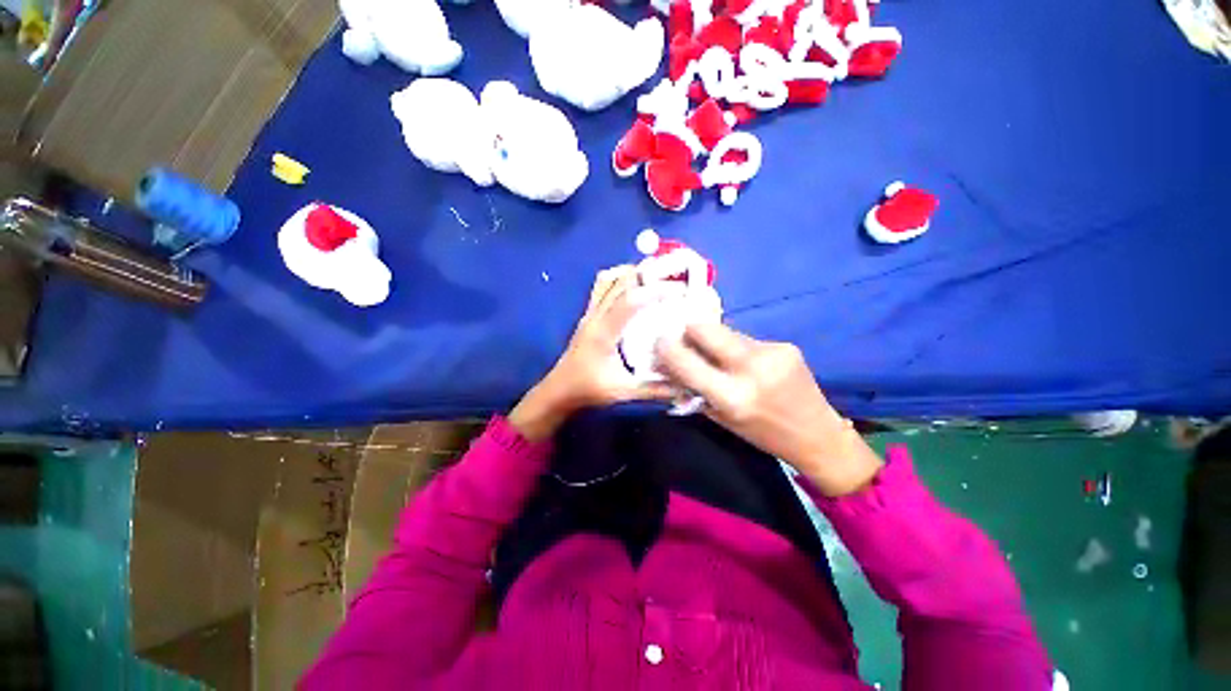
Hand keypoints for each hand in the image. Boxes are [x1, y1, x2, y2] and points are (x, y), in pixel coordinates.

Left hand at [509, 267, 674, 440]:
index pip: (630, 300)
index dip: (655, 290)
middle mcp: (595, 315)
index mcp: (604, 332)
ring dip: (632, 273)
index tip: (680, 290)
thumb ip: (655, 390)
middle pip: (619, 281)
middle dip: (647, 275)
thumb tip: (687, 388)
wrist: (559, 390)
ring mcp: (590, 313)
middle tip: (674, 278)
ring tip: (657, 277)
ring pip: (608, 279)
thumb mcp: (624, 392)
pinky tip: (635, 287)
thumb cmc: (589, 390)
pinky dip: (620, 279)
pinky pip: (602, 286)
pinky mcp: (588, 314)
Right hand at [656, 323, 882, 496]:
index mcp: (732, 396)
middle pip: (705, 328)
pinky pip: (747, 338)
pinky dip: (737, 346)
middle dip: (689, 330)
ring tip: (720, 356)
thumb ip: (693, 389)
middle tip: (685, 339)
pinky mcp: (785, 345)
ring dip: (715, 341)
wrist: (817, 435)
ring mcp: (771, 352)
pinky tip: (746, 362)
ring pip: (726, 331)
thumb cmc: (761, 433)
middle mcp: (751, 369)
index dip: (667, 348)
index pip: (686, 361)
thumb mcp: (720, 417)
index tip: (659, 342)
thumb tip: (666, 365)